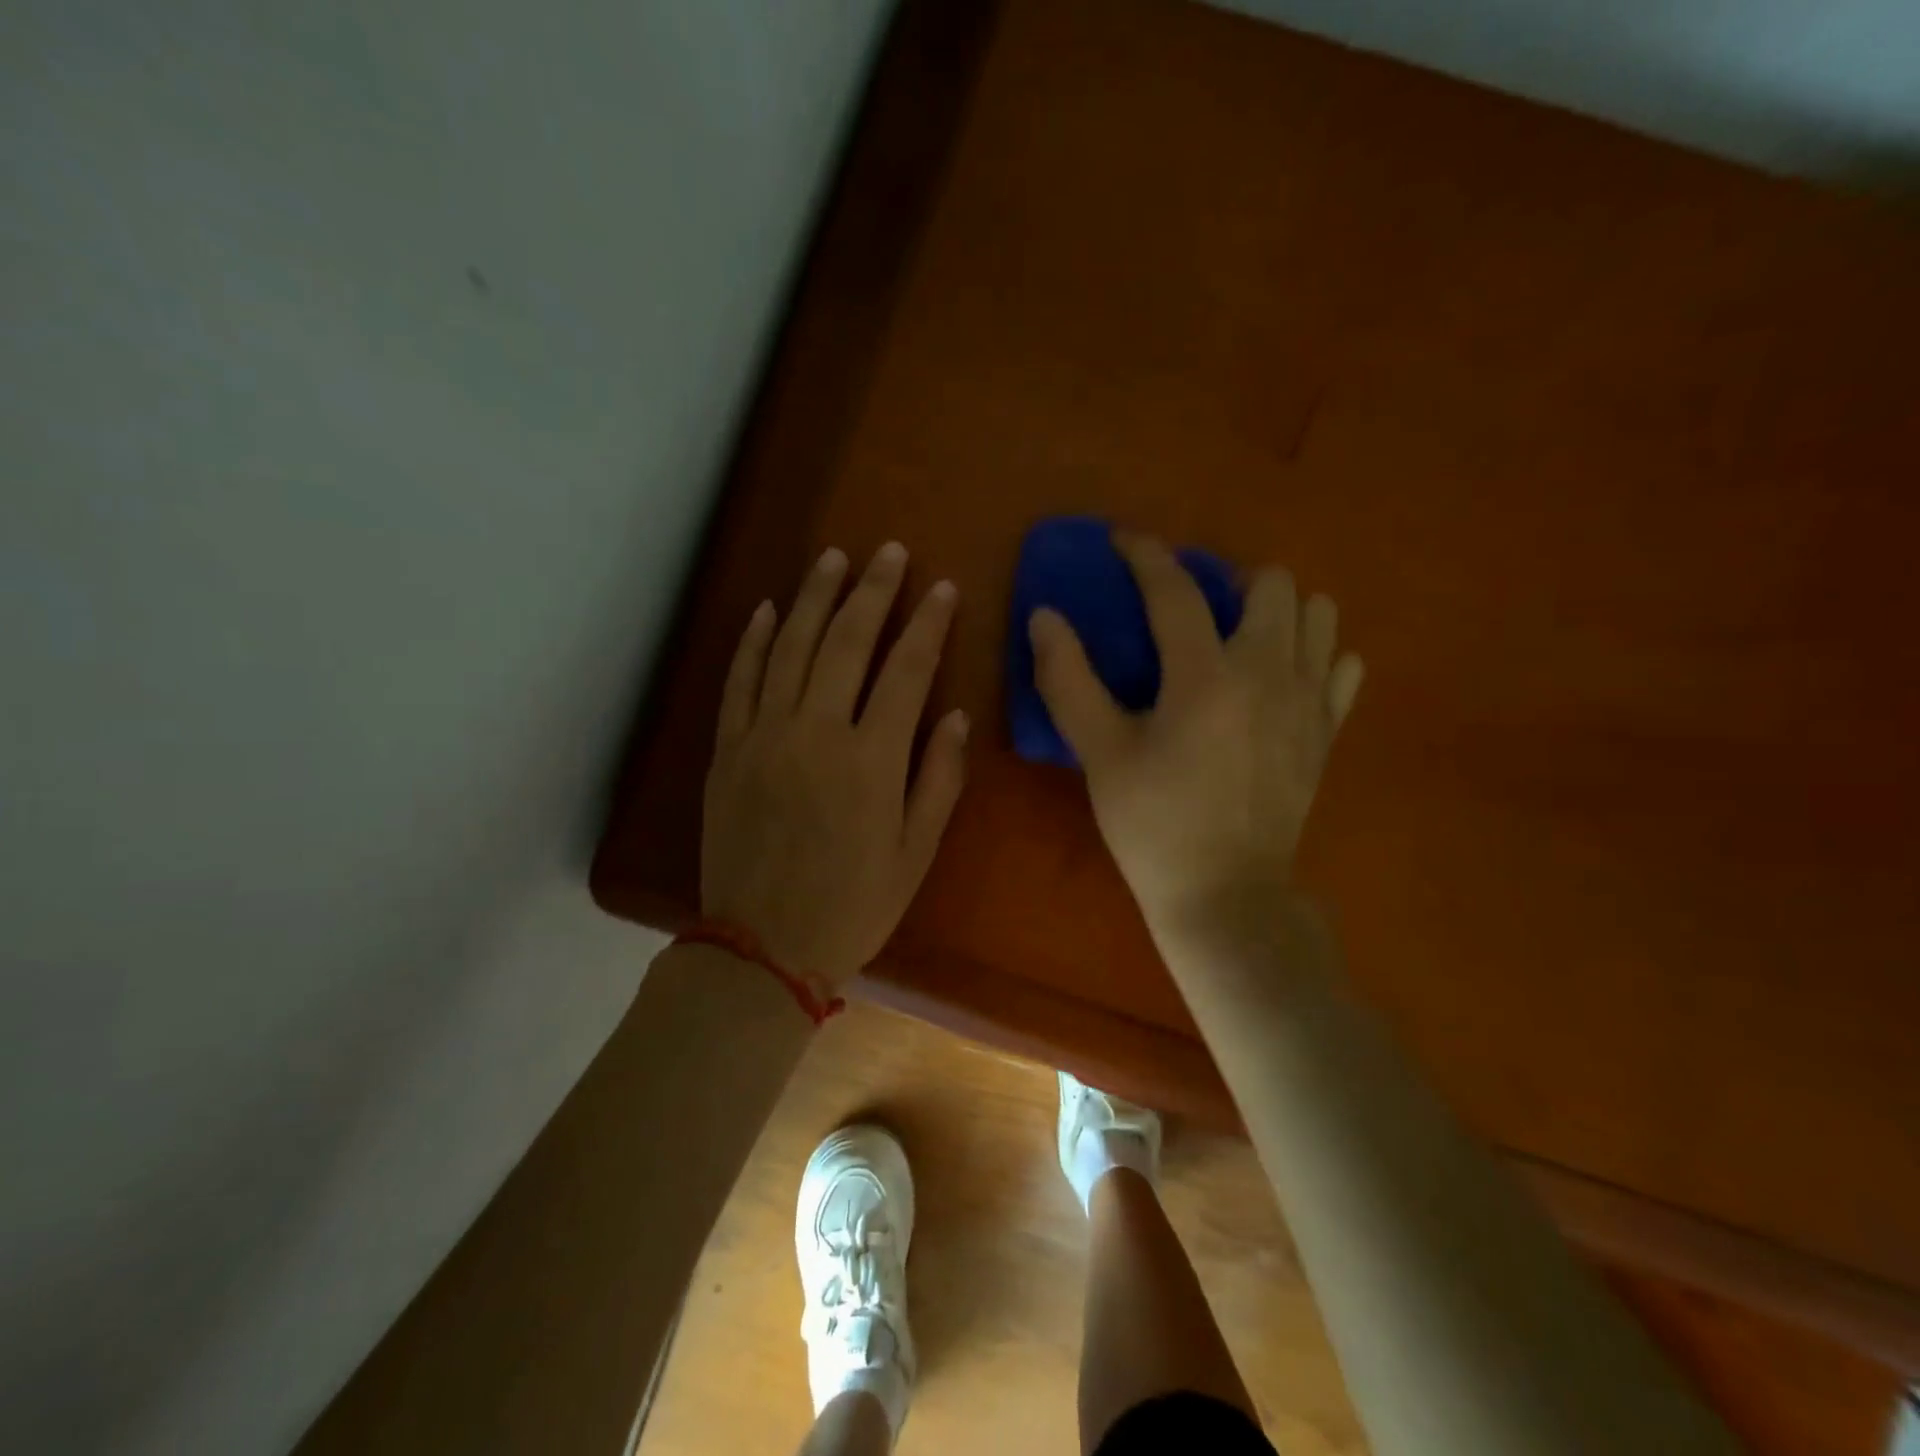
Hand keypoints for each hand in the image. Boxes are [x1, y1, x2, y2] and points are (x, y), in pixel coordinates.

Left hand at [702, 542, 969, 989]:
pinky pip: (738, 682)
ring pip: (788, 647)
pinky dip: (751, 641)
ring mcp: (763, 737)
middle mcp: (815, 733)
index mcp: (870, 760)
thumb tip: (954, 716)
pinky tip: (765, 608)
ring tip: (833, 558)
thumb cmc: (853, 905)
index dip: (927, 624)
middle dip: (871, 591)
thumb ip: (938, 779)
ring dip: (812, 597)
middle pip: (845, 642)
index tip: (942, 588)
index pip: (906, 670)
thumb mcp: (915, 853)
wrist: (762, 948)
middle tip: (889, 551)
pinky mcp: (727, 750)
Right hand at [1029, 533, 1361, 939]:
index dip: (1145, 554)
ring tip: (1239, 635)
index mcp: (1206, 675)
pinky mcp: (1328, 731)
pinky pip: (1341, 664)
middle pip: (1270, 583)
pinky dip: (1316, 653)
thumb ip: (1067, 678)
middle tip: (1191, 607)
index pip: (1175, 589)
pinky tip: (1282, 676)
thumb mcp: (1099, 753)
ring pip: (1318, 613)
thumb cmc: (1153, 825)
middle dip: (1226, 578)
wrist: (1226, 896)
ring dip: (1277, 608)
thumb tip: (1045, 616)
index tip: (1123, 540)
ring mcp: (1309, 701)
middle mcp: (1269, 672)